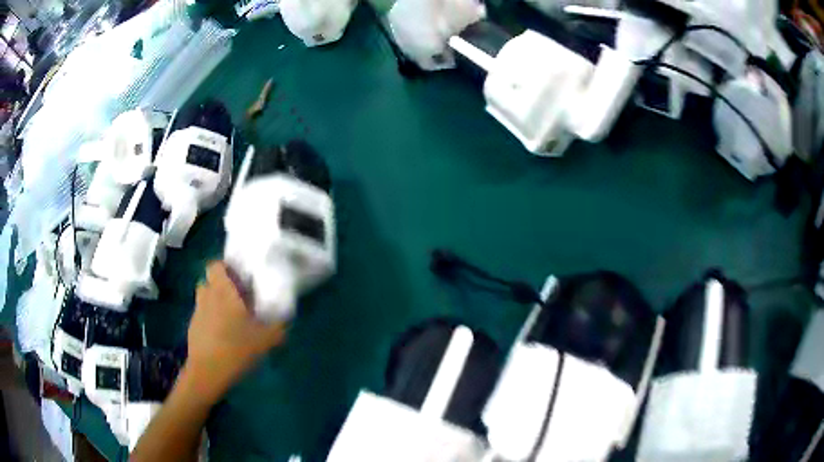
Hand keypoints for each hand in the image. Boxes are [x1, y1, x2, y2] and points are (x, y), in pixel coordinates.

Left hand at [182, 261, 286, 404]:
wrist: (208, 372)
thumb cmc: (236, 348)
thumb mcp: (265, 340)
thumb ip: (277, 328)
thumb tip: (286, 321)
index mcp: (223, 291)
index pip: (215, 265)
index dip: (225, 268)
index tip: (238, 278)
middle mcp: (207, 297)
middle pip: (208, 281)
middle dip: (220, 286)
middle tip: (236, 298)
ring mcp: (197, 313)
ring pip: (204, 298)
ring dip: (214, 302)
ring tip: (229, 317)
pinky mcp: (192, 328)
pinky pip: (202, 316)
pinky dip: (209, 320)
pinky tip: (221, 336)